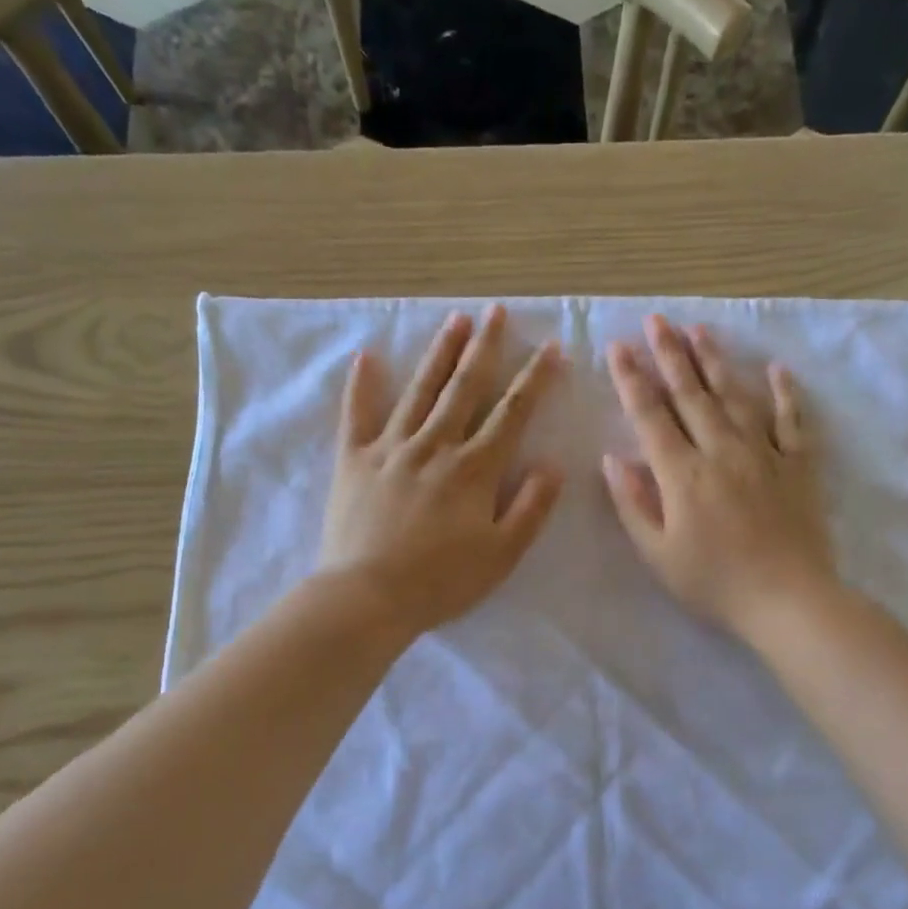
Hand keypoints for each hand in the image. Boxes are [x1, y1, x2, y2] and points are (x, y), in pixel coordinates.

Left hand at [320, 307, 564, 634]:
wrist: (367, 596)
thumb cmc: (442, 581)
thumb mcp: (502, 554)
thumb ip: (531, 508)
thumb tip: (553, 465)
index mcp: (474, 469)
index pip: (512, 413)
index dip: (534, 379)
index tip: (549, 347)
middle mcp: (435, 446)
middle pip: (465, 388)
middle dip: (485, 348)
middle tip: (496, 312)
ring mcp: (391, 448)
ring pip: (420, 391)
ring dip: (439, 354)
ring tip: (455, 320)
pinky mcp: (354, 460)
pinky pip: (358, 415)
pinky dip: (362, 386)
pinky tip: (367, 357)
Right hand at [603, 315, 835, 641]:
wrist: (788, 600)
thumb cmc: (715, 583)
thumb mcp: (658, 554)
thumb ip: (633, 504)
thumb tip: (613, 459)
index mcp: (682, 473)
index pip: (650, 416)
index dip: (632, 380)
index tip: (618, 348)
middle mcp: (721, 450)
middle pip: (691, 394)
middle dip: (670, 354)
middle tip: (656, 320)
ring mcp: (764, 453)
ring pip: (736, 396)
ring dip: (716, 361)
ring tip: (700, 331)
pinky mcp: (798, 465)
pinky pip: (792, 420)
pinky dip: (785, 393)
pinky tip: (777, 369)